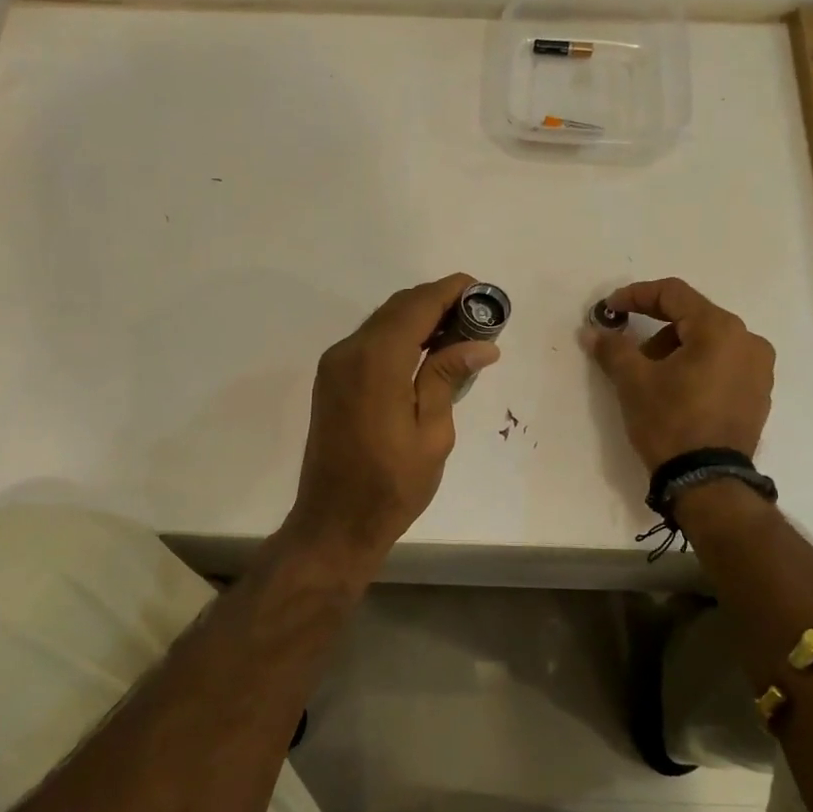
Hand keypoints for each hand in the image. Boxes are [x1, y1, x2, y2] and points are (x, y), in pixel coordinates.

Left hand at [283, 273, 499, 572]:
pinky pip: (369, 342)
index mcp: (376, 361)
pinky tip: (426, 353)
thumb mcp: (432, 433)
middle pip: (397, 308)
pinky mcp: (331, 380)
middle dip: (437, 302)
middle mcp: (348, 352)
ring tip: (459, 333)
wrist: (335, 521)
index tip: (482, 290)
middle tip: (478, 316)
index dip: (450, 291)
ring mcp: (334, 365)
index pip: (417, 305)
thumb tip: (480, 344)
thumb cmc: (391, 485)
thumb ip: (447, 377)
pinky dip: (399, 336)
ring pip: (382, 323)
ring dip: (418, 318)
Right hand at [587, 277, 774, 469]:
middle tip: (627, 350)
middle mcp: (748, 340)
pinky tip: (676, 391)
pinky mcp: (759, 394)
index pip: (673, 294)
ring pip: (708, 342)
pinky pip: (723, 364)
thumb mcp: (633, 382)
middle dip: (654, 328)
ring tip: (650, 377)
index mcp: (720, 329)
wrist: (707, 481)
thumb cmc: (670, 422)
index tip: (609, 310)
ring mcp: (759, 369)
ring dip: (675, 349)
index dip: (635, 296)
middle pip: (692, 317)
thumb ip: (612, 348)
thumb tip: (591, 331)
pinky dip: (696, 367)